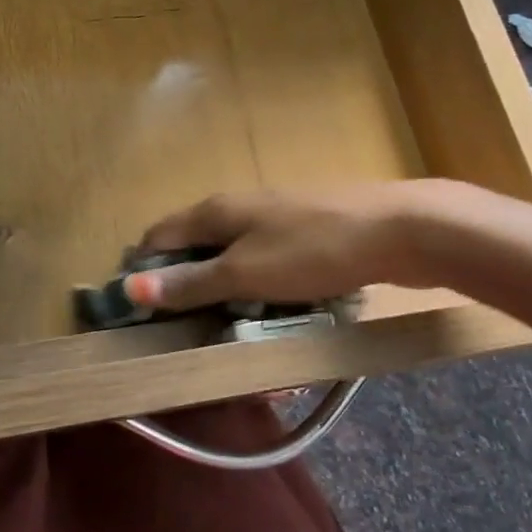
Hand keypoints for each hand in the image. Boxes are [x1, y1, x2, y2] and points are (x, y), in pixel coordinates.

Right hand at [128, 182, 465, 311]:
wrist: (400, 229)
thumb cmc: (312, 252)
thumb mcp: (244, 274)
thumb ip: (191, 282)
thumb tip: (130, 288)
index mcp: (215, 210)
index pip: (158, 236)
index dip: (143, 271)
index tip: (141, 313)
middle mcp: (238, 206)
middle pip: (192, 242)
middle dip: (182, 280)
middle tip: (182, 326)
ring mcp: (274, 215)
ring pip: (229, 250)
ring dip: (218, 283)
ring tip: (223, 322)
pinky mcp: (305, 229)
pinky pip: (262, 256)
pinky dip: (252, 280)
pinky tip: (267, 304)